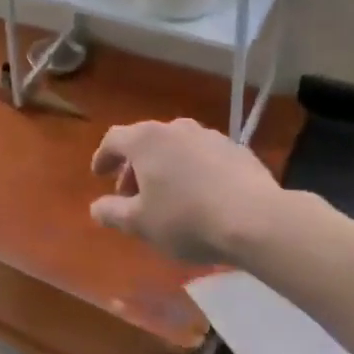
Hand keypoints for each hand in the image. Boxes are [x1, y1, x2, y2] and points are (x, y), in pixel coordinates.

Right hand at [90, 118, 291, 266]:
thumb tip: (96, 207)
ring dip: (165, 167)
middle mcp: (175, 129)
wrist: (257, 220)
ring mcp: (210, 136)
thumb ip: (112, 213)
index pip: (113, 139)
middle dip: (134, 166)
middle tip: (132, 194)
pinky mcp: (237, 150)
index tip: (99, 174)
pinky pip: (204, 157)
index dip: (103, 157)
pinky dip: (194, 170)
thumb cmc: (187, 219)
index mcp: (146, 140)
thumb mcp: (140, 224)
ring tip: (168, 196)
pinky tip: (201, 196)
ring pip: (176, 147)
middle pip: (145, 141)